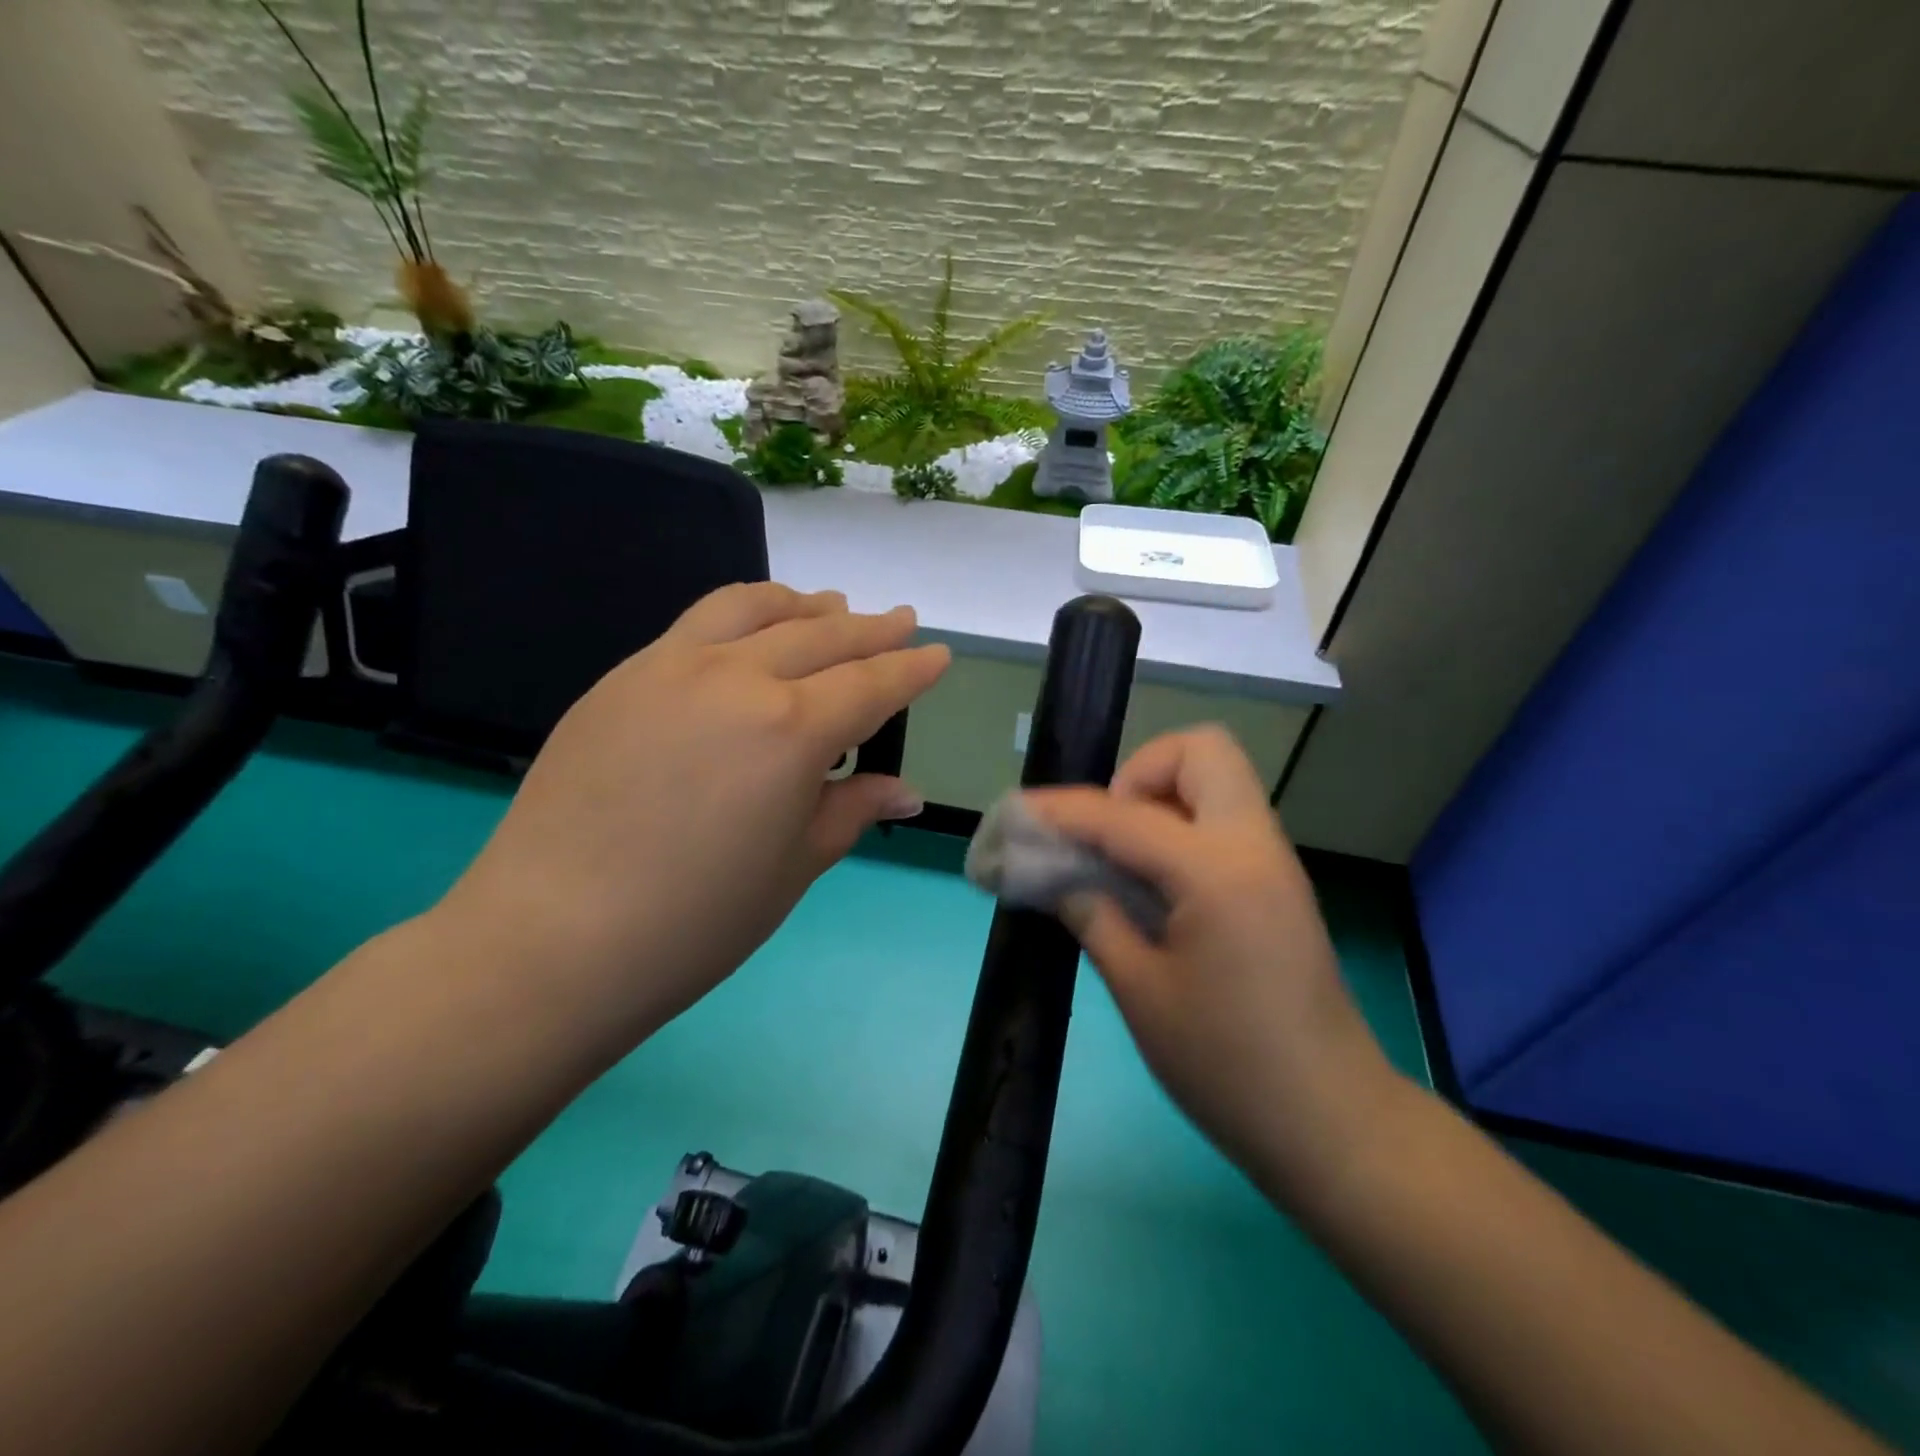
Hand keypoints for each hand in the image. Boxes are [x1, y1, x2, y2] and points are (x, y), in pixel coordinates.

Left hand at [440, 583, 948, 1035]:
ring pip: (753, 608)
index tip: (937, 654)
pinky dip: (743, 616)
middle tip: (900, 622)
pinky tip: (749, 637)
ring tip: (829, 609)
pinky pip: (698, 624)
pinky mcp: (622, 677)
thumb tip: (903, 789)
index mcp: (791, 728)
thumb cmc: (696, 920)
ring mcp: (670, 666)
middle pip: (820, 635)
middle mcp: (736, 677)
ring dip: (803, 606)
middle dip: (870, 629)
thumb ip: (851, 809)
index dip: (911, 669)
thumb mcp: (795, 866)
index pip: (870, 684)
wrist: (552, 939)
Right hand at [1026, 726, 1401, 1203]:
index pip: (1122, 815)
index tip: (1018, 815)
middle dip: (1139, 773)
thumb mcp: (1141, 992)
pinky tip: (1149, 885)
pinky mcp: (1277, 885)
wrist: (1331, 1123)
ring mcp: (1273, 862)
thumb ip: (1094, 917)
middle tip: (1105, 832)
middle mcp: (1253, 845)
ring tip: (1119, 859)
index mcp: (1216, 871)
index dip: (1062, 810)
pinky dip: (1179, 829)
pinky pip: (1223, 822)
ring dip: (1160, 799)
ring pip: (1216, 781)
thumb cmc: (1227, 1065)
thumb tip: (1059, 878)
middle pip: (1201, 751)